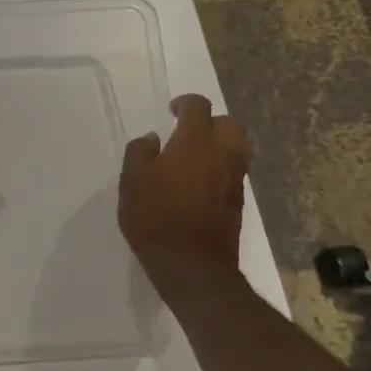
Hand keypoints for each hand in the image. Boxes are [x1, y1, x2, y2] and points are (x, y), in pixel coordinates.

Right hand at [118, 94, 251, 307]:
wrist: (192, 267)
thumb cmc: (156, 218)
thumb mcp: (131, 181)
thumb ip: (140, 152)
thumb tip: (152, 139)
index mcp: (195, 142)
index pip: (198, 107)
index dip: (184, 103)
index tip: (171, 112)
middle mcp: (222, 155)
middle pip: (230, 123)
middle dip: (210, 121)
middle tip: (187, 132)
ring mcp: (235, 179)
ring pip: (237, 148)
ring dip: (219, 144)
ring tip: (193, 157)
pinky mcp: (238, 202)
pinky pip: (234, 171)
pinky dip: (220, 167)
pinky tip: (198, 182)